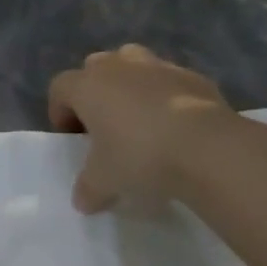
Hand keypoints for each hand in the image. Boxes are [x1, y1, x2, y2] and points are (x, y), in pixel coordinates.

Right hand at [47, 45, 240, 211]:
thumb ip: (87, 188)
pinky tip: (173, 127)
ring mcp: (160, 67)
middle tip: (103, 125)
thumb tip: (83, 200)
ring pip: (134, 64)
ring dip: (130, 86)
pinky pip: (169, 81)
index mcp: (89, 85)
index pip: (61, 87)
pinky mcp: (194, 76)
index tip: (71, 138)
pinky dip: (165, 97)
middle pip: (96, 67)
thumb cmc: (139, 157)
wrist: (206, 147)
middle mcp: (121, 66)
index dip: (60, 111)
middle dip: (95, 92)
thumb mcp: (103, 182)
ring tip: (138, 120)